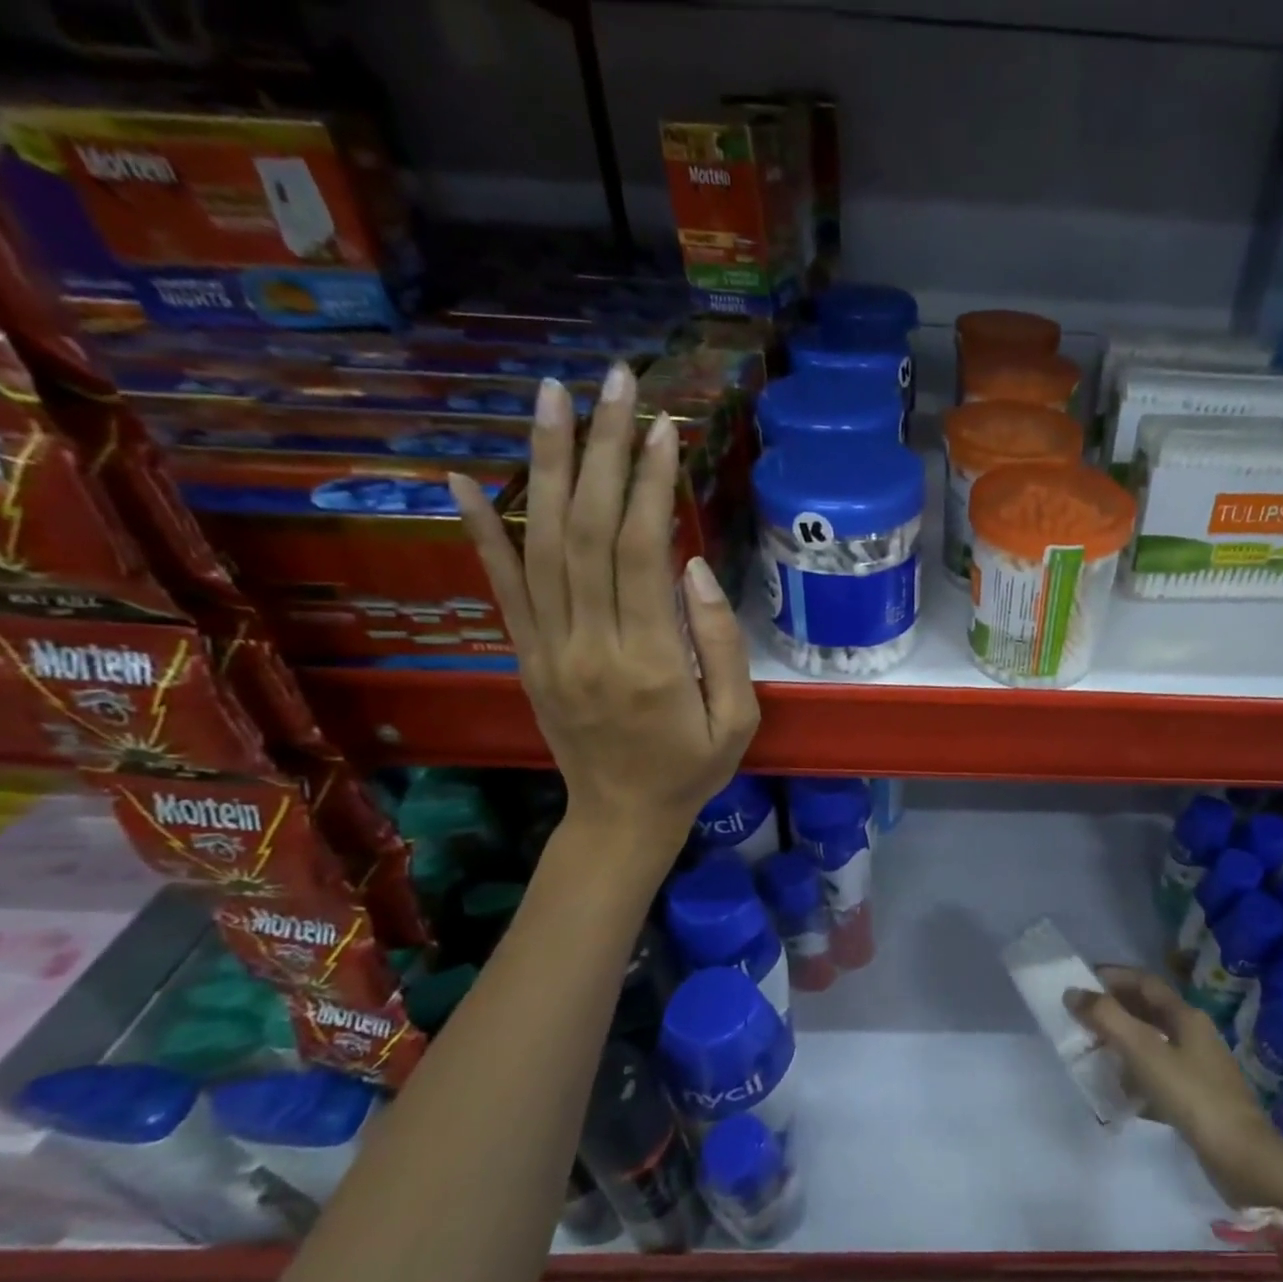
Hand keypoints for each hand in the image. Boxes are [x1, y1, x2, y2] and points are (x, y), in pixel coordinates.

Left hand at [449, 365, 758, 838]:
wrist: (621, 817)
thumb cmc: (692, 769)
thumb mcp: (737, 719)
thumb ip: (721, 644)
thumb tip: (696, 566)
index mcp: (651, 662)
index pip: (641, 552)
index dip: (649, 483)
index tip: (662, 426)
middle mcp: (591, 644)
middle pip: (588, 530)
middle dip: (601, 449)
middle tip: (612, 382)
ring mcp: (549, 648)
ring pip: (543, 543)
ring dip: (545, 465)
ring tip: (551, 396)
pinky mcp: (527, 655)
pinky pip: (500, 587)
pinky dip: (479, 530)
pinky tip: (463, 476)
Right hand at [1067, 967, 1282, 1210]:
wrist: (1243, 1160)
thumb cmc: (1192, 1096)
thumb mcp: (1144, 1052)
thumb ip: (1107, 1019)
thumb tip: (1073, 992)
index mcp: (1185, 1015)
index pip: (1144, 982)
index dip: (1113, 976)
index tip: (1081, 982)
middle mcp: (1193, 1034)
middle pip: (1148, 1010)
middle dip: (1114, 1009)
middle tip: (1081, 1017)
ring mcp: (1198, 1067)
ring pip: (1153, 1042)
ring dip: (1123, 1042)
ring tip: (1092, 1051)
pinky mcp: (1197, 1097)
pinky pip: (1159, 1074)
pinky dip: (1135, 1074)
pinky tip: (1119, 1091)